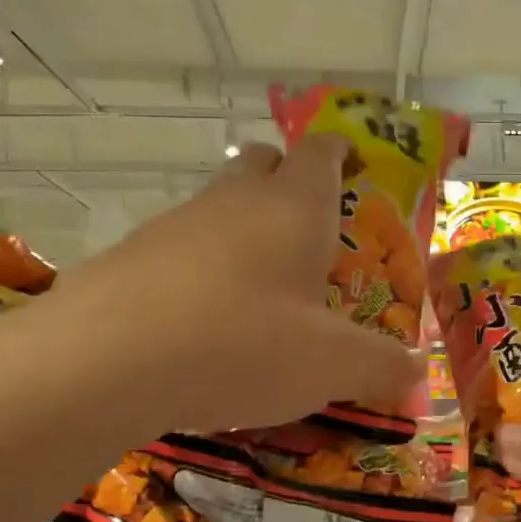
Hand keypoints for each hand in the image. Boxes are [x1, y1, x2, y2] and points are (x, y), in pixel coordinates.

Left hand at [44, 136, 418, 434]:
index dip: (342, 151)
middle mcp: (234, 201)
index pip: (322, 151)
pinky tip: (209, 322)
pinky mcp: (131, 258)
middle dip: (290, 180)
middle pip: (264, 163)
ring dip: (246, 230)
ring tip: (265, 289)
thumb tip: (416, 371)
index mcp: (294, 208)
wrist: (104, 363)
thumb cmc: (243, 344)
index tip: (356, 164)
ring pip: (220, 206)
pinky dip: (204, 270)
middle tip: (314, 230)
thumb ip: (385, 366)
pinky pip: (182, 250)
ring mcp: (176, 225)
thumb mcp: (335, 366)